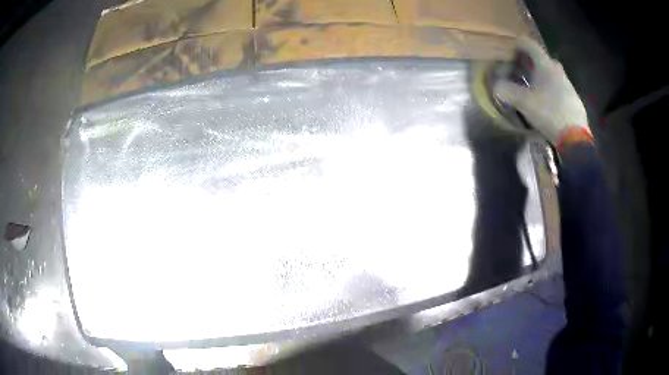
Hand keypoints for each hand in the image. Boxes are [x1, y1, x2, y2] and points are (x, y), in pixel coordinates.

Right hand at [493, 38, 589, 145]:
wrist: (575, 138)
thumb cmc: (550, 113)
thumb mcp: (524, 102)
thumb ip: (506, 91)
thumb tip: (497, 87)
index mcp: (545, 64)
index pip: (527, 43)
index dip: (514, 45)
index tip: (507, 54)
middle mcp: (557, 69)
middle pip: (539, 59)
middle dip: (526, 64)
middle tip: (518, 74)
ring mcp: (567, 84)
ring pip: (549, 74)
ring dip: (538, 78)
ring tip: (530, 92)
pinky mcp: (573, 98)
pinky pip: (557, 87)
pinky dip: (548, 90)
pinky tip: (545, 105)